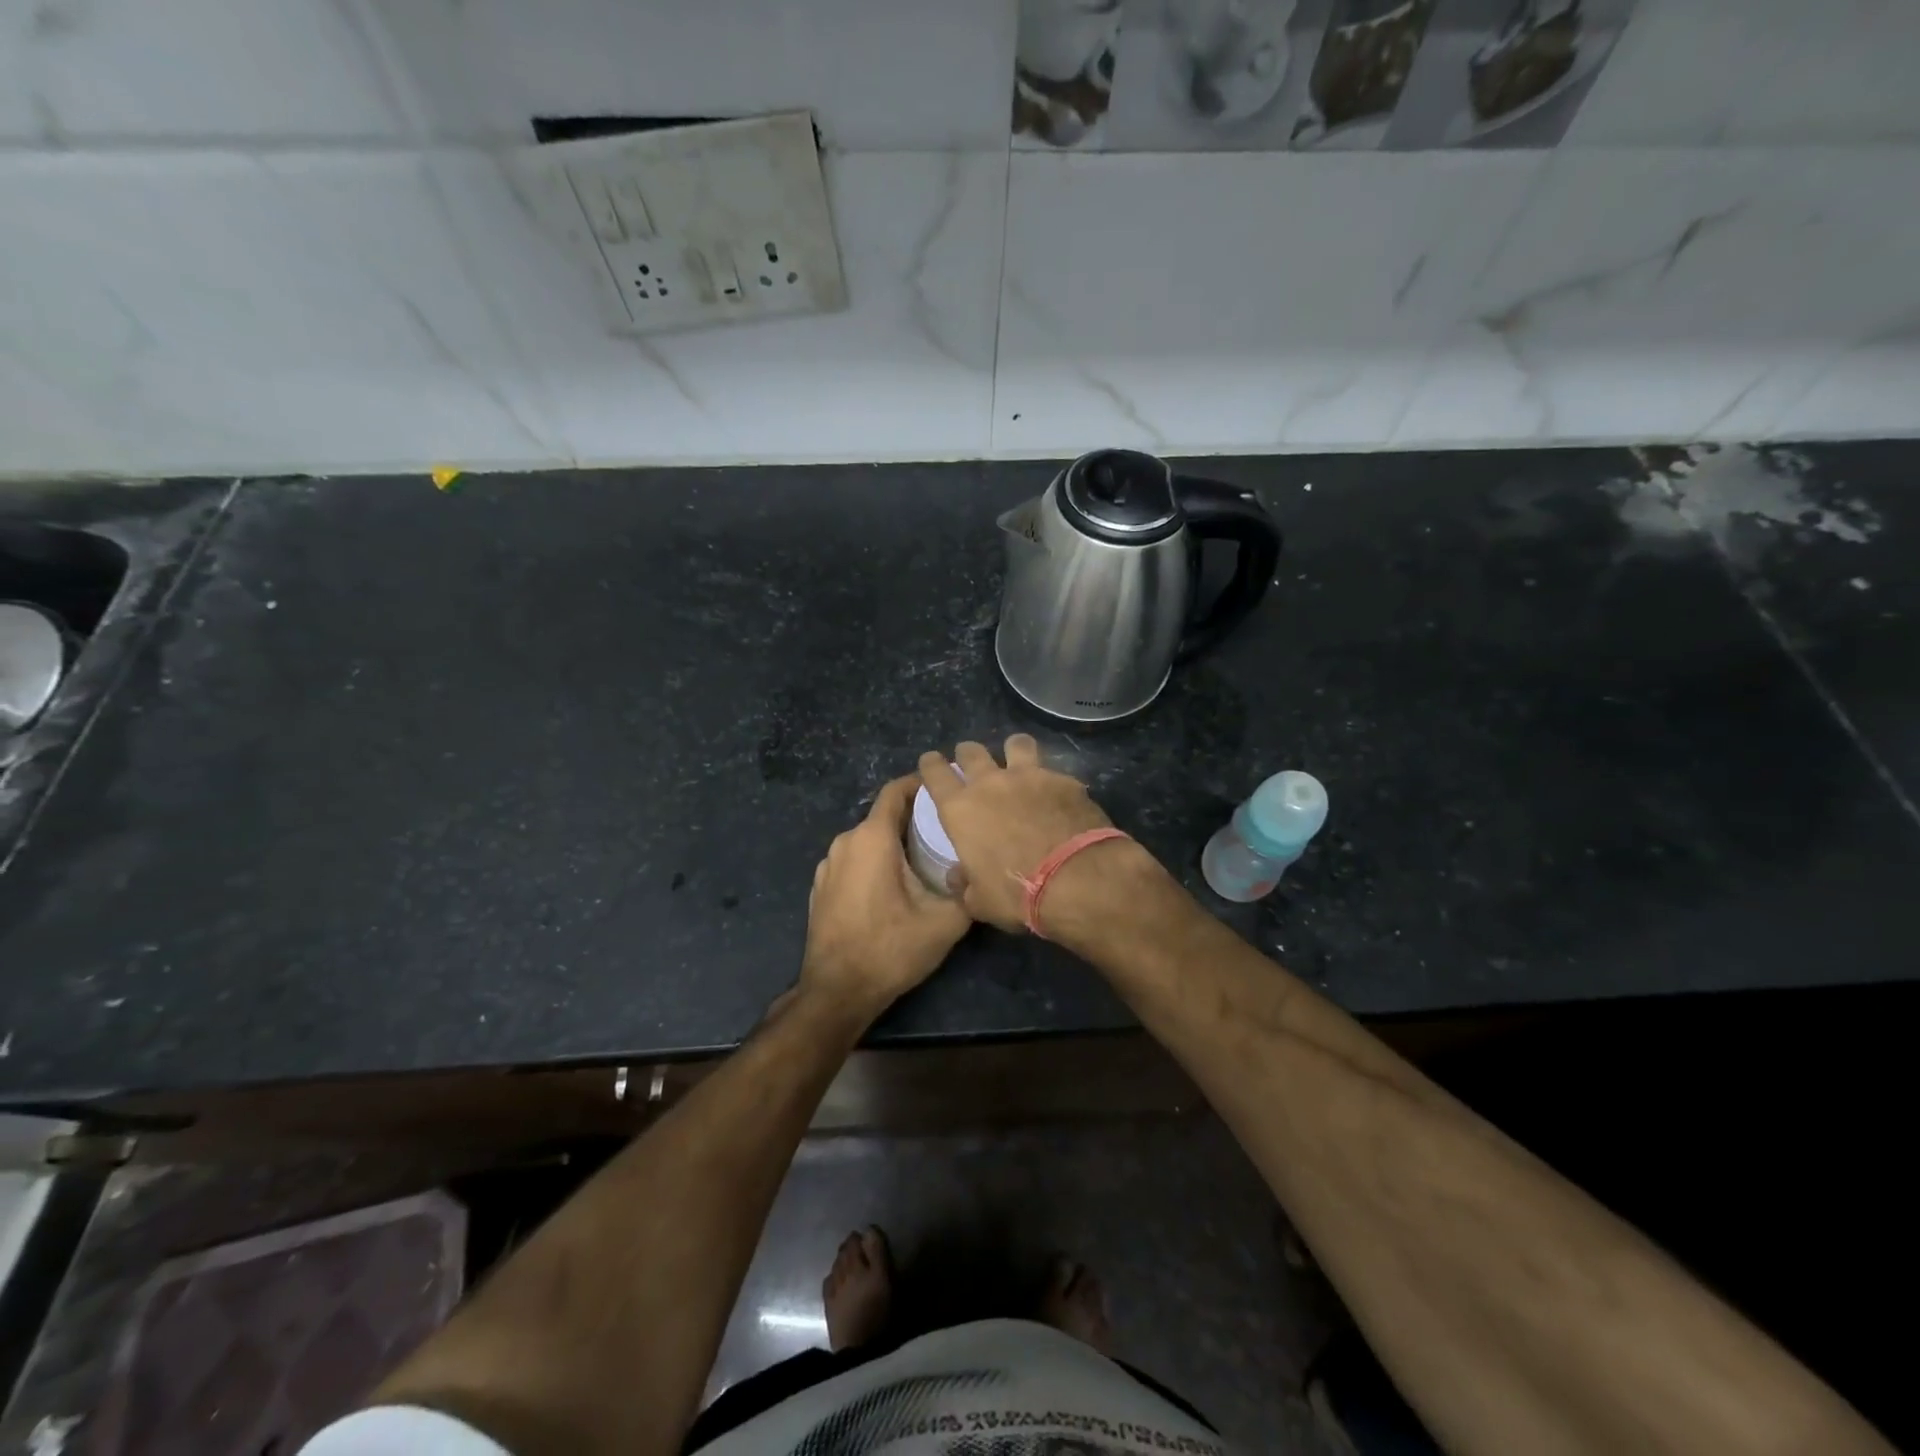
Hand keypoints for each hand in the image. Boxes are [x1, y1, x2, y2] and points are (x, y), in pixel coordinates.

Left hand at [799, 774, 970, 1017]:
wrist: (837, 991)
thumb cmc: (890, 949)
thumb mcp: (945, 922)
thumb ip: (968, 891)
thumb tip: (984, 875)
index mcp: (872, 838)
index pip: (896, 791)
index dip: (921, 784)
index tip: (947, 790)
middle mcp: (845, 842)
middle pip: (884, 816)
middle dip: (914, 819)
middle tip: (947, 831)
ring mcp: (828, 865)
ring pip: (868, 840)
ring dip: (894, 843)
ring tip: (926, 859)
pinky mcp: (821, 887)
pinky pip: (853, 860)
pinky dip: (874, 862)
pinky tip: (894, 886)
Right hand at [917, 735, 1126, 933]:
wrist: (1077, 879)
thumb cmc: (1017, 893)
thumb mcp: (980, 902)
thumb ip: (963, 884)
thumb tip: (958, 876)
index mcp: (961, 809)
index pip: (935, 773)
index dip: (931, 764)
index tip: (931, 761)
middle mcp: (991, 783)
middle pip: (972, 751)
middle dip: (968, 754)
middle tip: (972, 763)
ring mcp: (1030, 776)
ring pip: (1016, 743)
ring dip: (1013, 750)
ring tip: (1018, 761)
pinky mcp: (1064, 780)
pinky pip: (1053, 771)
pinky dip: (1052, 781)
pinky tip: (1060, 796)